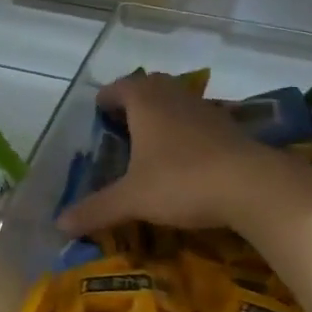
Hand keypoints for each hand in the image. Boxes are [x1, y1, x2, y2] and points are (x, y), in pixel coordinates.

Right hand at [56, 73, 311, 238]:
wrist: (252, 186)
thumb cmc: (181, 181)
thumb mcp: (133, 199)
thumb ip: (96, 209)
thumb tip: (59, 224)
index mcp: (146, 103)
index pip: (120, 87)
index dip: (107, 98)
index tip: (98, 112)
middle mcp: (174, 97)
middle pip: (150, 86)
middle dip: (134, 100)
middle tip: (122, 124)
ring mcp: (206, 110)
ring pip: (177, 101)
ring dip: (163, 113)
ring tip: (151, 141)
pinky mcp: (230, 128)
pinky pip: (199, 120)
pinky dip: (187, 130)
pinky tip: (186, 157)